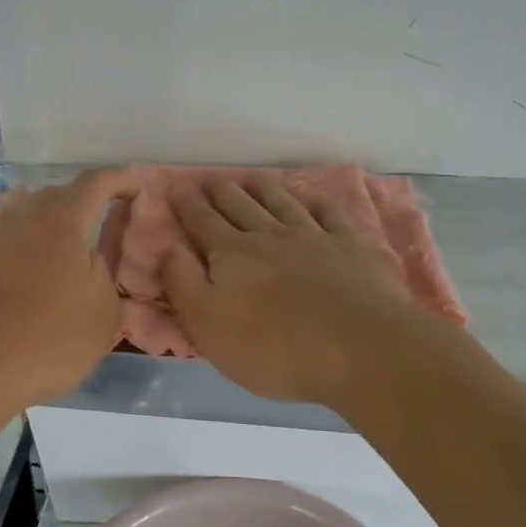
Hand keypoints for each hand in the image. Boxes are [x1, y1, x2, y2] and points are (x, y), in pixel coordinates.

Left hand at [0, 168, 139, 407]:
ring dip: (39, 217)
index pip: (97, 183)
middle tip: (96, 225)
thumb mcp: (103, 313)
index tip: (136, 186)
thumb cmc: (46, 340)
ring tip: (50, 237)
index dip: (120, 179)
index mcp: (63, 220)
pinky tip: (2, 249)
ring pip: (18, 208)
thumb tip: (91, 256)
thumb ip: (105, 273)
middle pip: (56, 194)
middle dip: (80, 203)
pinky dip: (2, 233)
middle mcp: (21, 213)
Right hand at [161, 176, 428, 405]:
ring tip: (253, 178)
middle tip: (210, 178)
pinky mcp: (352, 247)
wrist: (359, 348)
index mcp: (232, 255)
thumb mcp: (208, 325)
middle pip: (240, 206)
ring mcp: (314, 237)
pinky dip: (318, 202)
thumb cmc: (274, 347)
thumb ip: (182, 283)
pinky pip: (330, 215)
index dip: (188, 206)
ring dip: (265, 189)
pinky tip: (313, 197)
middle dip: (221, 191)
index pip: (203, 222)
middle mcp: (270, 236)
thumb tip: (167, 248)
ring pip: (282, 203)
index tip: (177, 189)